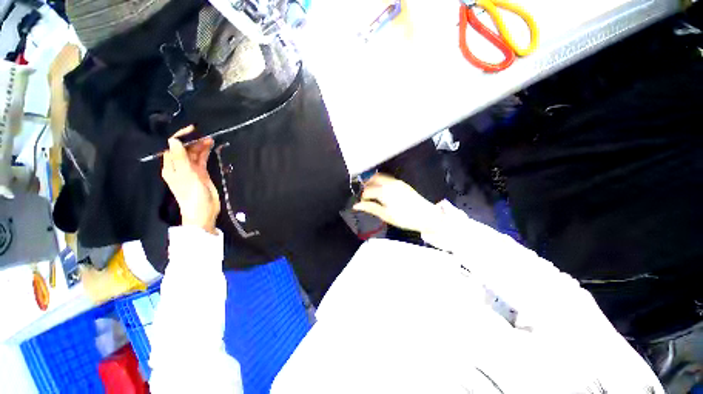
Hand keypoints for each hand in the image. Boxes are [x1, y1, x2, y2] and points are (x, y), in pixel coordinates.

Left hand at [161, 126, 219, 233]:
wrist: (204, 211)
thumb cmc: (192, 195)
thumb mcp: (186, 176)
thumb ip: (180, 158)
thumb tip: (173, 140)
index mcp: (170, 167)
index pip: (172, 147)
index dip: (180, 137)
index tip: (191, 129)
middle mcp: (179, 166)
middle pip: (184, 149)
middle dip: (192, 140)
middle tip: (204, 132)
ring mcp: (191, 170)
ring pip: (194, 154)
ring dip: (200, 146)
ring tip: (210, 138)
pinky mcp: (201, 173)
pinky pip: (202, 159)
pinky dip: (205, 152)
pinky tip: (211, 146)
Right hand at [353, 173, 440, 232]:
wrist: (426, 216)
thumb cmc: (405, 218)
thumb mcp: (385, 215)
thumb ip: (370, 208)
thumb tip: (357, 206)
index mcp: (384, 192)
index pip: (367, 191)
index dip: (362, 197)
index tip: (361, 203)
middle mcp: (389, 183)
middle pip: (372, 179)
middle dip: (366, 186)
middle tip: (364, 196)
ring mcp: (396, 182)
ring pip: (380, 177)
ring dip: (373, 182)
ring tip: (371, 193)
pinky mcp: (402, 183)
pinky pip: (387, 179)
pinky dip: (381, 182)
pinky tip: (381, 191)